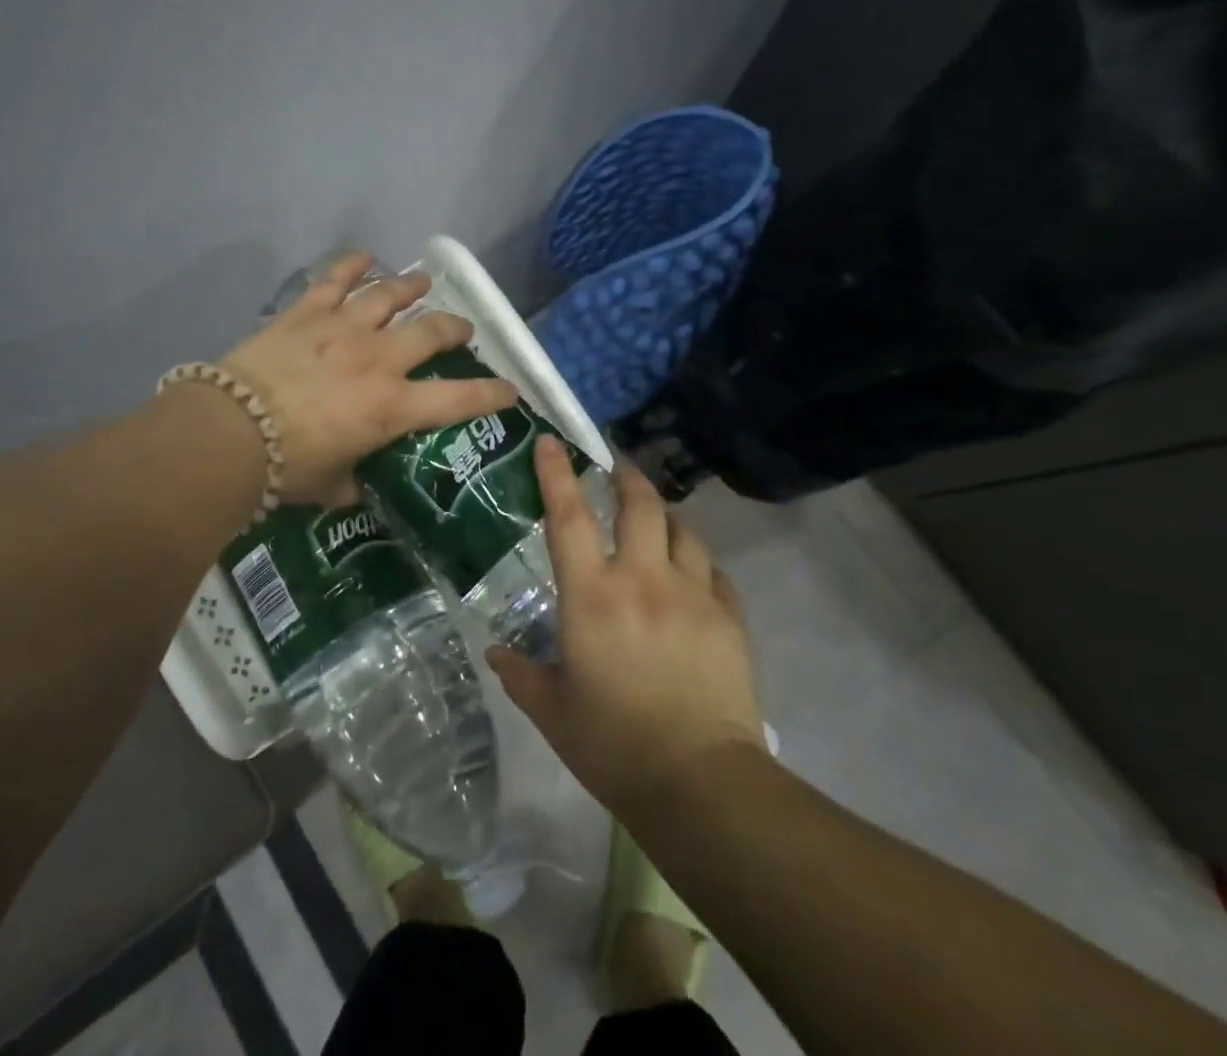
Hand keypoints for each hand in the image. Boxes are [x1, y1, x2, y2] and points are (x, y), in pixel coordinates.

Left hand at [220, 250, 518, 503]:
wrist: (230, 431)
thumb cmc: (287, 467)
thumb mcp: (332, 486)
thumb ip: (354, 481)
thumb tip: (359, 484)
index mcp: (392, 407)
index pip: (460, 399)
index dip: (492, 394)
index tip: (510, 391)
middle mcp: (378, 360)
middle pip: (432, 331)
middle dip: (454, 328)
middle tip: (461, 329)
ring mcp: (343, 329)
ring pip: (389, 295)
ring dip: (411, 287)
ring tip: (423, 282)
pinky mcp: (307, 312)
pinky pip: (334, 279)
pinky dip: (351, 265)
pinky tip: (364, 255)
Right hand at [486, 438, 766, 812]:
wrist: (701, 784)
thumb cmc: (613, 746)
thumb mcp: (553, 712)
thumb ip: (521, 675)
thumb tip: (497, 653)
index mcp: (592, 597)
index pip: (568, 518)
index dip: (557, 474)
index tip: (551, 442)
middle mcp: (642, 581)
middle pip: (639, 506)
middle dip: (626, 478)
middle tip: (616, 469)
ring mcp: (692, 596)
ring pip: (683, 532)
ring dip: (665, 518)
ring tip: (656, 521)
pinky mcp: (729, 619)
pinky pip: (714, 574)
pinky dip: (699, 565)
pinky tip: (694, 577)